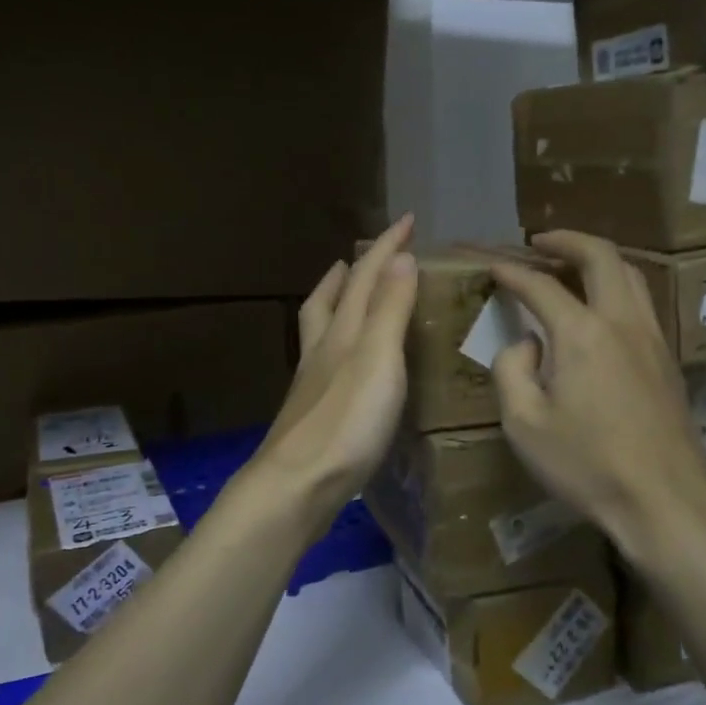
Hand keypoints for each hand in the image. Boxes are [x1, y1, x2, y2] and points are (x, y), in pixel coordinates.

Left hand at [252, 215, 417, 522]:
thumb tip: (400, 257)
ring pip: (321, 330)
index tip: (406, 220)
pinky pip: (325, 362)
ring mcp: (312, 383)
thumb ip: (390, 309)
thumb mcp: (378, 358)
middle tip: (359, 258)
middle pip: (330, 300)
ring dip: (335, 304)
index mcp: (341, 332)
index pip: (364, 276)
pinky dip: (337, 346)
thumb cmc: (346, 420)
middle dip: (348, 273)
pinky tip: (344, 364)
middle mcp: (322, 351)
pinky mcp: (313, 413)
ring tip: (346, 296)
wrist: (299, 484)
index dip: (386, 246)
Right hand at [490, 230, 705, 565]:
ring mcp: (651, 338)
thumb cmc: (586, 465)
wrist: (663, 500)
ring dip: (597, 260)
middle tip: (540, 243)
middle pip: (601, 256)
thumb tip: (526, 344)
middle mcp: (621, 322)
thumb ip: (512, 371)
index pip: (541, 286)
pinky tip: (599, 309)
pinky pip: (641, 302)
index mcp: (581, 334)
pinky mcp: (667, 359)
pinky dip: (616, 286)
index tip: (494, 266)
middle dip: (567, 240)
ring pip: (630, 275)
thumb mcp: (523, 424)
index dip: (513, 272)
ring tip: (570, 266)